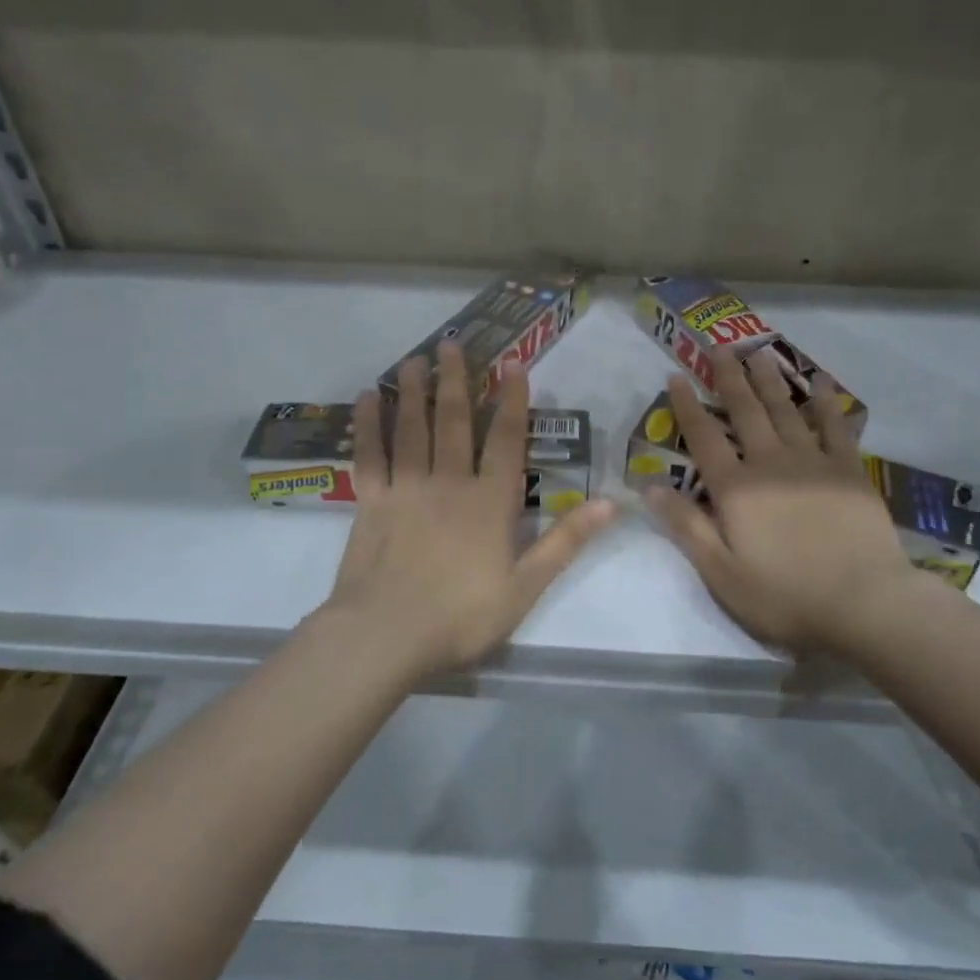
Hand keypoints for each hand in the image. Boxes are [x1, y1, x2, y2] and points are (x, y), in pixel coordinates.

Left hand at [317, 342, 618, 682]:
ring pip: (411, 429)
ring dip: (414, 391)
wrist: (385, 635)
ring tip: (416, 358)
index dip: (512, 400)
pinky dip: (368, 425)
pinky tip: (367, 399)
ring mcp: (406, 489)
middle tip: (453, 344)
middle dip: (456, 381)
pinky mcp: (369, 502)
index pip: (505, 440)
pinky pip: (369, 455)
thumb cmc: (461, 616)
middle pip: (453, 422)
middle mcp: (448, 483)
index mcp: (489, 502)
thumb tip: (612, 503)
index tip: (513, 364)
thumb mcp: (526, 587)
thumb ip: (566, 541)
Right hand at [643, 348, 941, 658]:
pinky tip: (819, 382)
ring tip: (758, 353)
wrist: (864, 602)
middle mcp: (770, 464)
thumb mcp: (721, 572)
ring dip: (769, 380)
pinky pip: (834, 426)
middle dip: (728, 378)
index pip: (704, 438)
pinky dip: (824, 402)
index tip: (676, 376)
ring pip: (785, 410)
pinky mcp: (849, 470)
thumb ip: (686, 527)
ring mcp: (813, 462)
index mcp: (736, 489)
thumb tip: (649, 487)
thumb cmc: (785, 595)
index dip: (687, 406)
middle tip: (719, 347)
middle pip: (745, 412)